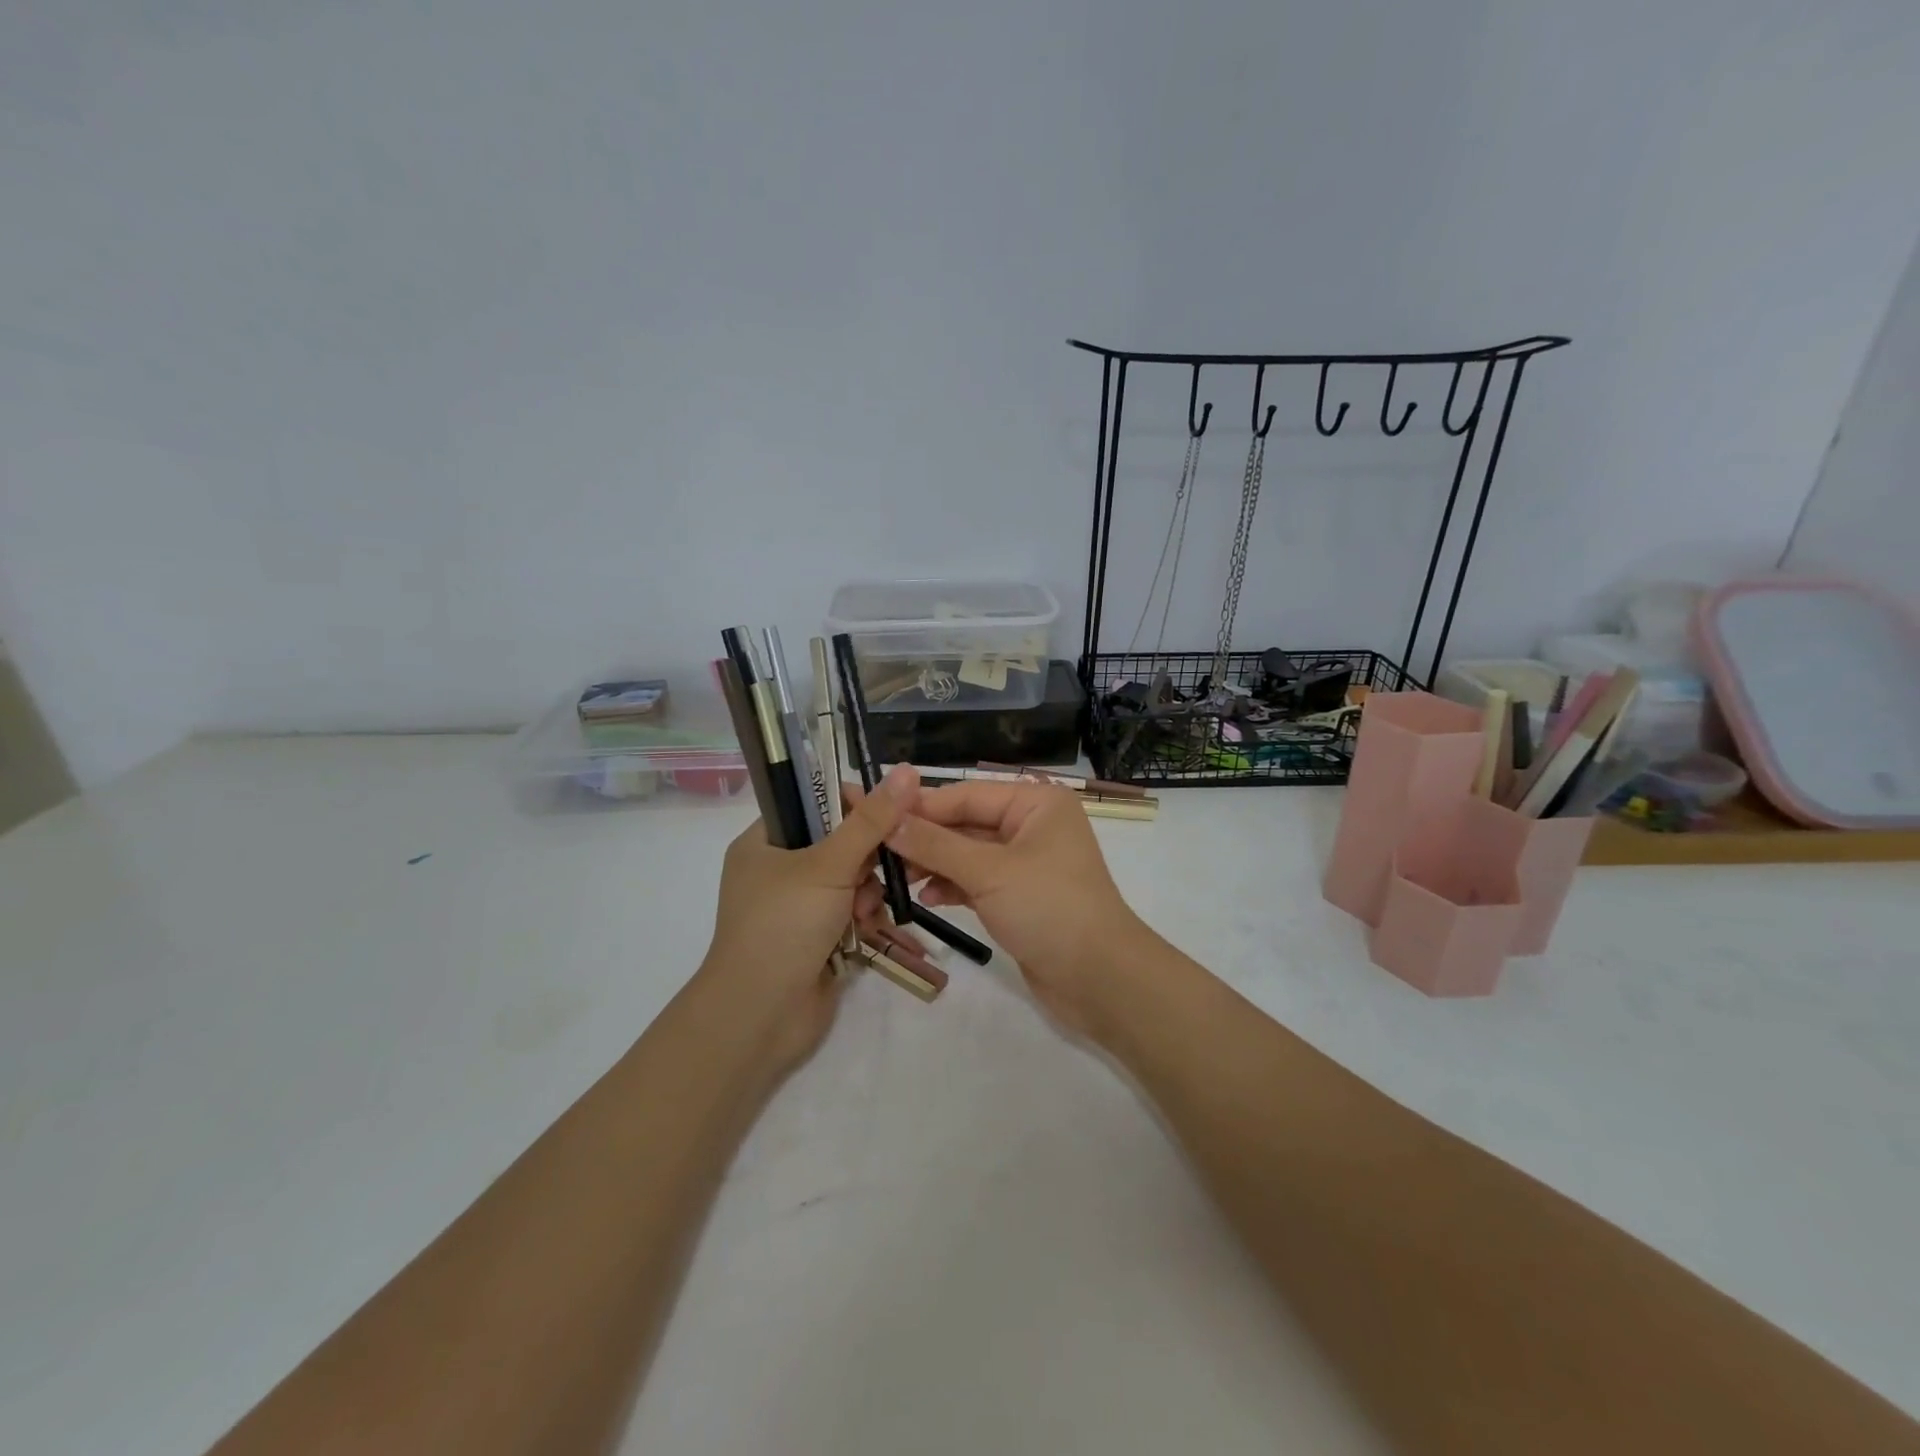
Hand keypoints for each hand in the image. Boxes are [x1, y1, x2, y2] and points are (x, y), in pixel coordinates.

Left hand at [697, 765, 916, 1071]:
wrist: (760, 1015)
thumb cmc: (783, 925)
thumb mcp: (828, 864)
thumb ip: (870, 820)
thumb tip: (906, 770)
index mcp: (764, 841)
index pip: (814, 803)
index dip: (852, 803)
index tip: (888, 811)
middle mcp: (778, 870)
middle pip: (839, 842)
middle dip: (866, 857)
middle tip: (884, 864)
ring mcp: (797, 906)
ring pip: (851, 879)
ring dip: (867, 891)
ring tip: (865, 910)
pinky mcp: (817, 937)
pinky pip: (851, 911)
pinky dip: (864, 916)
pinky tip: (868, 928)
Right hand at [887, 781, 1144, 1035]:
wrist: (1100, 979)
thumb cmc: (1049, 908)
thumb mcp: (989, 871)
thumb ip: (936, 845)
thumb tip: (888, 820)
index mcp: (1036, 803)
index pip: (966, 795)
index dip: (920, 806)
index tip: (873, 813)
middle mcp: (1032, 826)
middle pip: (966, 823)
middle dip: (924, 838)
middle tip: (876, 850)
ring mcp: (1026, 863)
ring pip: (968, 854)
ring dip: (933, 864)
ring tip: (895, 877)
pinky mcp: (1019, 897)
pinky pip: (977, 881)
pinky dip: (952, 886)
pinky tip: (925, 898)